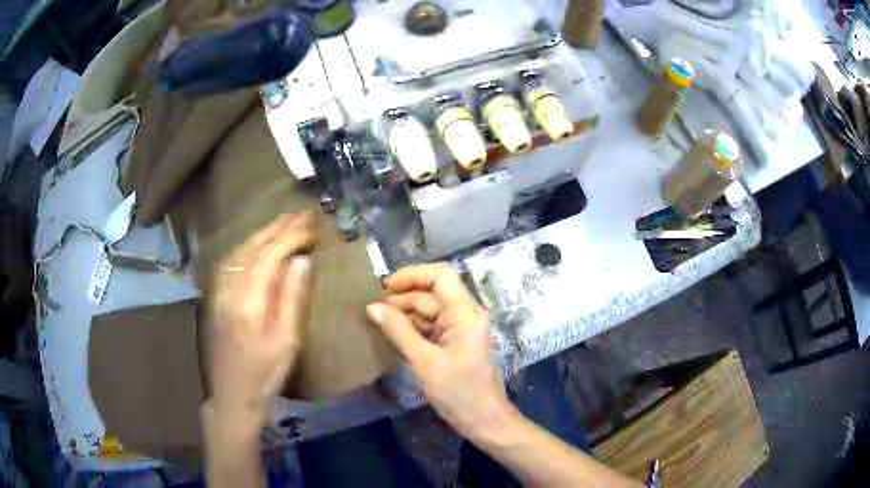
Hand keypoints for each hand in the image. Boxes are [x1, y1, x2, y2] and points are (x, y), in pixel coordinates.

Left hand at [207, 213, 316, 424]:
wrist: (232, 394)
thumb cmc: (265, 373)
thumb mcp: (286, 342)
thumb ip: (292, 298)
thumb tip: (302, 260)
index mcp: (249, 301)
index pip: (271, 255)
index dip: (292, 236)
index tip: (313, 225)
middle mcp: (230, 288)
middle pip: (254, 247)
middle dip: (279, 227)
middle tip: (302, 213)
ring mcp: (219, 291)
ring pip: (241, 250)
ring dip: (263, 232)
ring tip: (285, 221)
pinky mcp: (216, 296)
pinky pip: (232, 260)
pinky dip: (249, 245)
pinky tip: (258, 242)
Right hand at [366, 264, 515, 441]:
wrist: (484, 420)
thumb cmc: (457, 392)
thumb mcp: (423, 361)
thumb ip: (398, 331)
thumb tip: (372, 307)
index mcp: (465, 313)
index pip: (441, 276)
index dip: (412, 275)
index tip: (384, 286)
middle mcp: (466, 314)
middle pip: (432, 294)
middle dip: (403, 298)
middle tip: (373, 310)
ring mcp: (462, 329)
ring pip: (430, 311)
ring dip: (406, 315)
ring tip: (377, 322)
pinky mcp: (456, 343)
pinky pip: (432, 327)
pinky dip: (413, 329)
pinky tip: (393, 335)